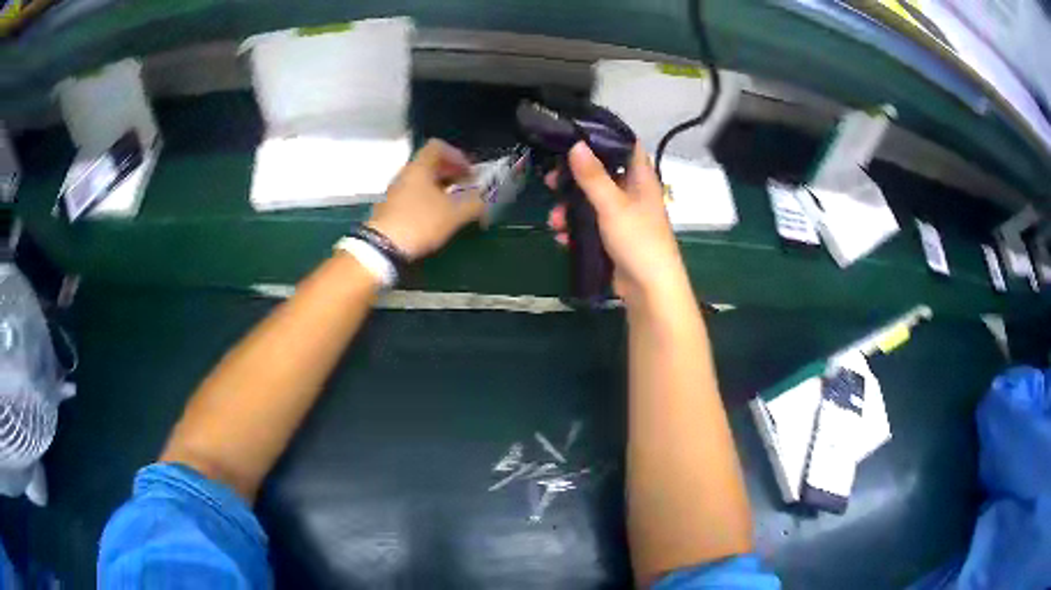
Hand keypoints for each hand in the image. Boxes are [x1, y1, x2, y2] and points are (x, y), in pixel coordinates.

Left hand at [367, 139, 483, 261]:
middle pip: (430, 164)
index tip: (469, 171)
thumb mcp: (454, 214)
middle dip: (451, 172)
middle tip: (466, 187)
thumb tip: (484, 200)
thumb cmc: (420, 222)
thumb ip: (473, 203)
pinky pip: (413, 196)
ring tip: (454, 203)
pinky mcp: (390, 209)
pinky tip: (436, 216)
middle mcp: (405, 175)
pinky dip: (427, 199)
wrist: (383, 248)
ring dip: (439, 187)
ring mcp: (395, 192)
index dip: (456, 155)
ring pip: (421, 181)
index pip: (437, 146)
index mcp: (419, 168)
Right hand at [547, 142, 688, 308]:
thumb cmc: (638, 240)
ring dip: (570, 208)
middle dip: (575, 178)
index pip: (627, 146)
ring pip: (592, 201)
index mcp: (641, 179)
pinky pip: (591, 225)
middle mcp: (633, 193)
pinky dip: (576, 228)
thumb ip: (592, 176)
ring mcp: (623, 217)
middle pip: (602, 174)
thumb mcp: (612, 204)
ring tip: (554, 219)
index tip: (577, 133)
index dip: (605, 137)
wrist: (649, 290)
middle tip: (551, 180)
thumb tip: (575, 144)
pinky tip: (562, 237)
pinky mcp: (614, 238)